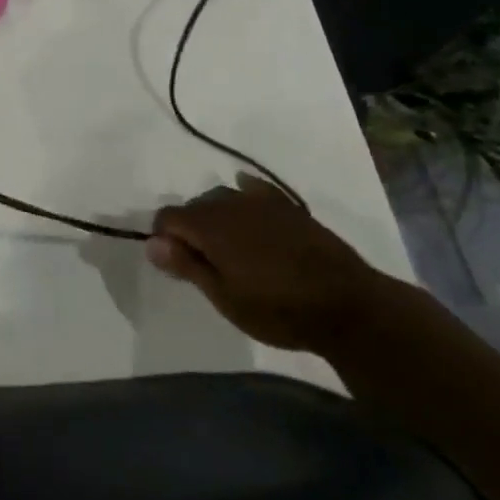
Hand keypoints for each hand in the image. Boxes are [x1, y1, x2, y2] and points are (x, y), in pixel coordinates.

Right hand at [146, 175, 392, 352]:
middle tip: (203, 264)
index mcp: (210, 226)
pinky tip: (248, 207)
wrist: (348, 306)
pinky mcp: (288, 206)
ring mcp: (262, 201)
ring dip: (216, 217)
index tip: (174, 264)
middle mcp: (230, 203)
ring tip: (229, 249)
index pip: (168, 217)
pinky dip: (244, 196)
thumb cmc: (279, 310)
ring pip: (222, 197)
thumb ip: (187, 266)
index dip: (162, 237)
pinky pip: (254, 189)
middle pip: (194, 206)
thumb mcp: (226, 298)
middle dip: (189, 229)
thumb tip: (151, 243)